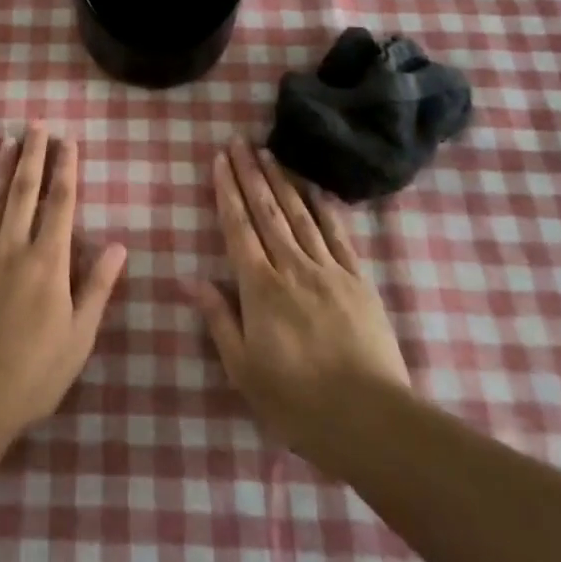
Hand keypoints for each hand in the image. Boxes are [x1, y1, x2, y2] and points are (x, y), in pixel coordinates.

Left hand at [0, 126, 128, 438]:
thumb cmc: (35, 372)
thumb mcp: (80, 335)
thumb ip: (98, 287)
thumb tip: (120, 245)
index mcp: (49, 261)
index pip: (61, 204)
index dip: (66, 169)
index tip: (68, 141)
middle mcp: (14, 247)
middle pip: (25, 191)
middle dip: (33, 155)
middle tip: (36, 124)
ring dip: (1, 169)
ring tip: (7, 141)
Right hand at [190, 138, 411, 473]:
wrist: (372, 420)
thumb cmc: (298, 402)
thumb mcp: (244, 370)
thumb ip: (218, 319)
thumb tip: (189, 279)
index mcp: (260, 288)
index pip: (238, 228)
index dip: (227, 191)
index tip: (219, 161)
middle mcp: (292, 267)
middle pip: (267, 211)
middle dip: (250, 174)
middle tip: (239, 142)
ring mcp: (329, 270)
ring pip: (299, 215)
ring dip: (281, 181)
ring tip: (268, 153)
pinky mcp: (359, 281)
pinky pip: (339, 236)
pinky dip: (325, 209)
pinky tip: (316, 189)